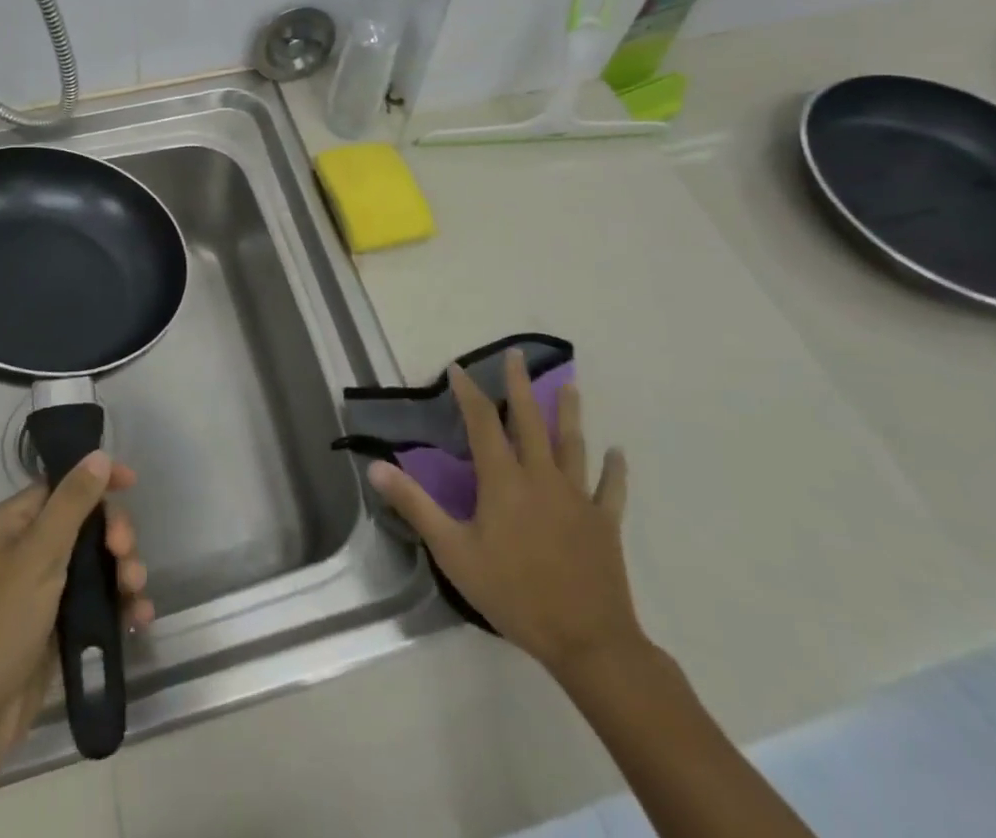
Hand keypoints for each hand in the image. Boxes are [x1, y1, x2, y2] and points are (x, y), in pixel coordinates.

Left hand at [0, 452, 151, 768]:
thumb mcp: (37, 556)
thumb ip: (72, 503)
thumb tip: (98, 455)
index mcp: (15, 523)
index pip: (63, 485)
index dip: (97, 481)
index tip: (133, 483)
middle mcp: (29, 551)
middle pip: (87, 524)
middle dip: (115, 535)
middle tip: (125, 554)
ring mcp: (45, 592)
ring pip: (98, 566)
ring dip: (124, 572)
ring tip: (135, 593)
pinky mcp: (59, 631)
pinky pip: (99, 605)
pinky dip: (121, 607)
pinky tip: (139, 617)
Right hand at [368, 363, 641, 679]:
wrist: (586, 640)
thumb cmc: (513, 593)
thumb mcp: (453, 551)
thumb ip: (415, 505)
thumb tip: (377, 466)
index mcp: (503, 480)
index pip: (482, 422)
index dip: (469, 392)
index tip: (459, 367)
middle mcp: (541, 477)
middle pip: (530, 421)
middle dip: (521, 385)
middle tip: (517, 354)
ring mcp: (577, 497)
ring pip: (572, 445)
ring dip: (570, 413)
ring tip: (570, 385)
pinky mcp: (603, 522)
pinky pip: (610, 489)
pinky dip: (615, 470)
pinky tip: (618, 453)